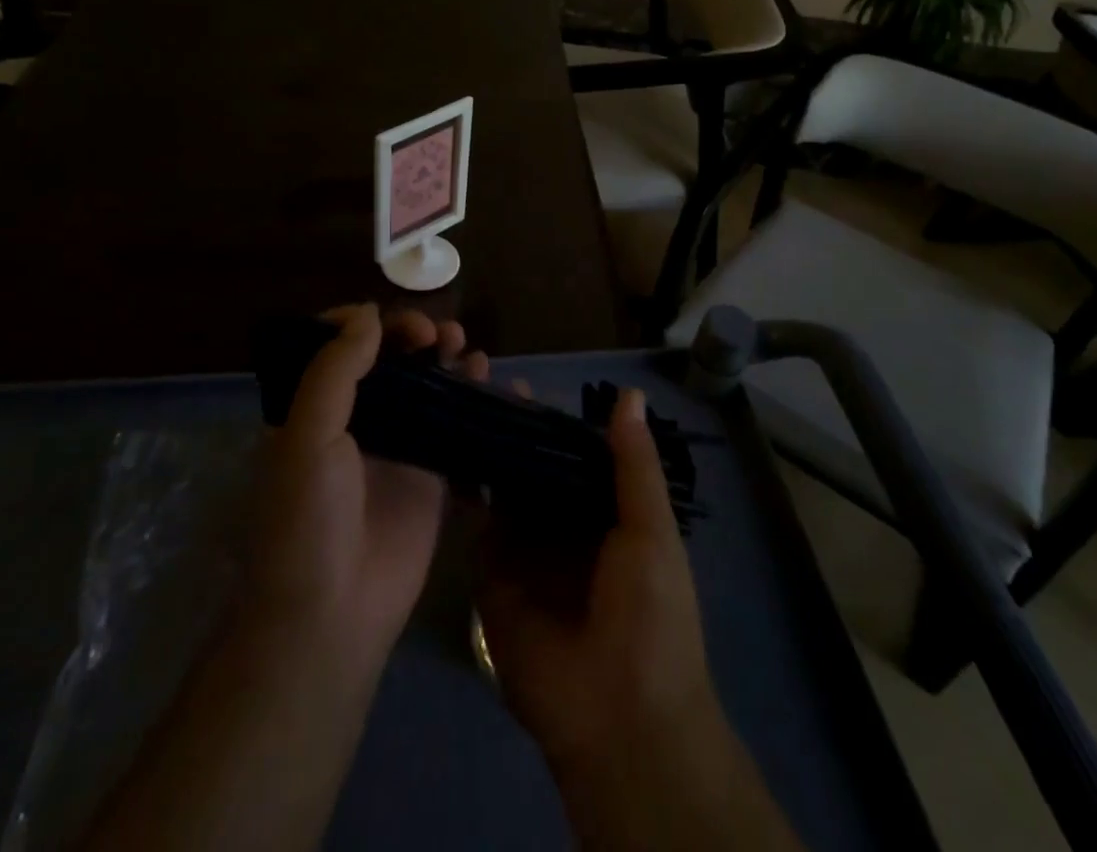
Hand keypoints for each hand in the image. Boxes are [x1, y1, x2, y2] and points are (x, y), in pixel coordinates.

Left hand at [247, 302, 485, 676]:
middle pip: (390, 358)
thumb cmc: (307, 520)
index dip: (368, 324)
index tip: (395, 324)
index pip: (341, 345)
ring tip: (468, 350)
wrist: (333, 615)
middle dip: (414, 335)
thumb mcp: (306, 437)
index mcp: (315, 407)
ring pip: (428, 386)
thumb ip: (335, 370)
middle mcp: (357, 420)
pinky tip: (496, 385)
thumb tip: (369, 312)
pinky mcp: (432, 476)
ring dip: (448, 359)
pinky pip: (459, 426)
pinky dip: (478, 401)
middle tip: (438, 336)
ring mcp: (398, 447)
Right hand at [477, 386, 803, 851]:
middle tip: (475, 377)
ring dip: (483, 449)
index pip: (573, 452)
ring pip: (501, 487)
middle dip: (510, 428)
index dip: (550, 418)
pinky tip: (444, 448)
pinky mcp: (491, 575)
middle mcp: (560, 524)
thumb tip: (629, 394)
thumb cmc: (651, 616)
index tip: (519, 379)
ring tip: (454, 401)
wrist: (618, 718)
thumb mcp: (652, 532)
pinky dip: (463, 489)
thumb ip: (635, 466)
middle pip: (532, 464)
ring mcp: (523, 548)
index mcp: (604, 512)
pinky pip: (475, 525)